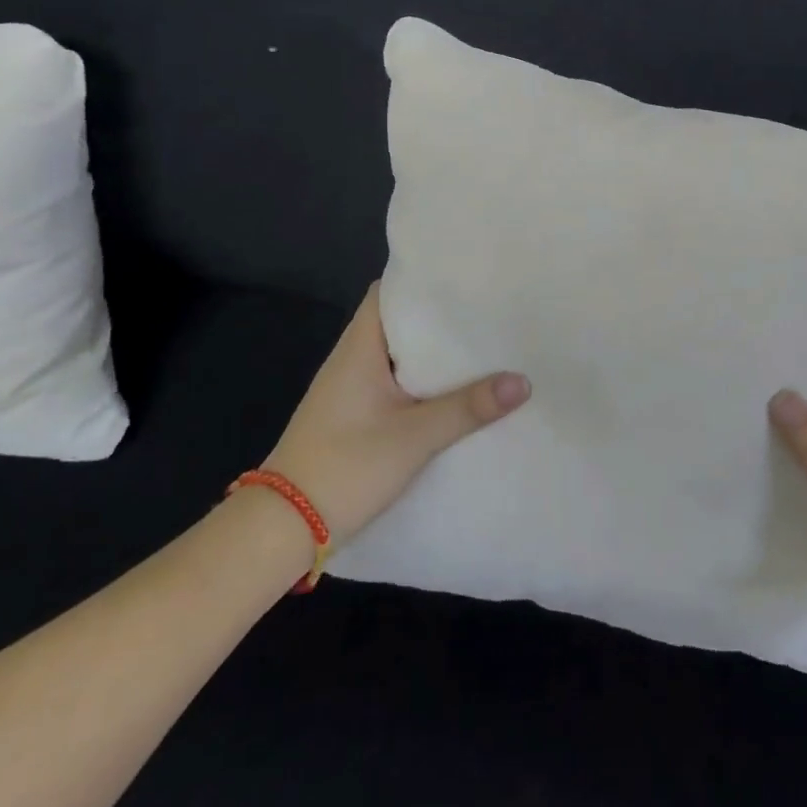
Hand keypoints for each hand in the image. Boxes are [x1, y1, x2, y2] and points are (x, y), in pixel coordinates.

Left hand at [264, 284, 530, 546]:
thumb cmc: (345, 467)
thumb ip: (468, 408)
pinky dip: (424, 381)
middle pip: (399, 323)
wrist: (283, 529)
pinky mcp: (355, 416)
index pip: (388, 292)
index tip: (465, 277)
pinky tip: (457, 389)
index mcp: (359, 348)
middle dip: (440, 316)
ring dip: (434, 352)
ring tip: (483, 342)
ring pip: (400, 356)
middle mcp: (352, 359)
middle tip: (488, 309)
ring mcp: (351, 390)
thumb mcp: (414, 437)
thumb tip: (523, 381)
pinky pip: (396, 383)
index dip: (423, 280)